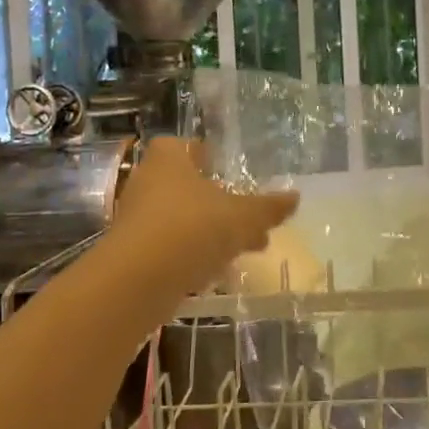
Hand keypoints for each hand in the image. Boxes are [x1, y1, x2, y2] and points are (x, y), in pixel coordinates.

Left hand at [109, 138, 299, 291]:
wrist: (137, 282)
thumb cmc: (192, 229)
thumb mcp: (243, 217)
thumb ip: (268, 208)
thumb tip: (295, 197)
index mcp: (169, 160)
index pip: (184, 146)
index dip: (206, 155)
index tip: (228, 171)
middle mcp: (147, 182)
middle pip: (187, 185)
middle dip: (218, 201)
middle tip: (247, 216)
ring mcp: (136, 220)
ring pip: (180, 218)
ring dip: (208, 231)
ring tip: (243, 249)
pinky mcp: (133, 254)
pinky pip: (170, 247)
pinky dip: (192, 255)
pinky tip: (217, 271)